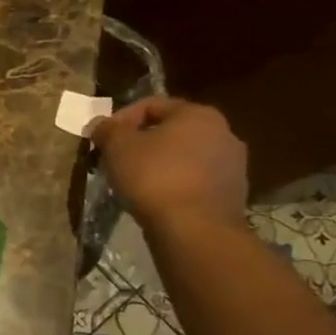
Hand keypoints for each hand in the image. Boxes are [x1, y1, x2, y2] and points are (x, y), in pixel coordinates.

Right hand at [89, 96, 249, 233]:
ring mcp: (233, 165)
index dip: (121, 119)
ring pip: (184, 156)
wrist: (195, 229)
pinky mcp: (233, 193)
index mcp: (197, 113)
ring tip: (134, 181)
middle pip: (171, 130)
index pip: (151, 105)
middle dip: (142, 141)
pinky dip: (175, 183)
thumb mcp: (117, 146)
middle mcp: (223, 132)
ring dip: (159, 163)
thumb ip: (107, 129)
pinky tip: (157, 198)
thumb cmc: (154, 177)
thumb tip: (101, 124)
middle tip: (117, 158)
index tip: (103, 139)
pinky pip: (195, 180)